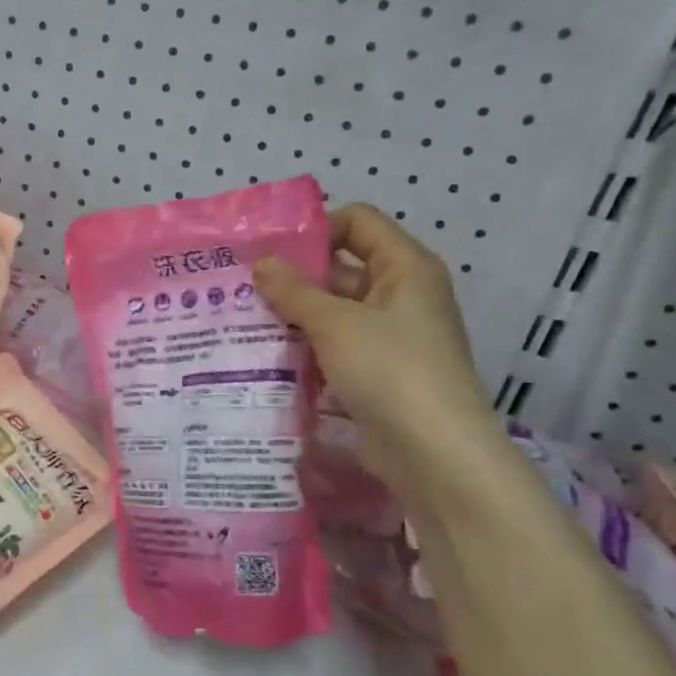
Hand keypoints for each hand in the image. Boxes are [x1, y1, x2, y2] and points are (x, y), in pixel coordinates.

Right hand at [254, 204, 494, 490]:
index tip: (271, 252)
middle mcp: (402, 295)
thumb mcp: (335, 323)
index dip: (317, 229)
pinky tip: (268, 358)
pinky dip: (307, 350)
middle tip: (242, 289)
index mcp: (405, 268)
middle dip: (295, 279)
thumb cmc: (389, 369)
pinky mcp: (377, 374)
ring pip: (335, 313)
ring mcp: (390, 338)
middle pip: (342, 269)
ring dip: (295, 318)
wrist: (433, 452)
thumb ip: (294, 291)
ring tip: (244, 322)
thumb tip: (262, 264)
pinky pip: (336, 349)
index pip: (358, 222)